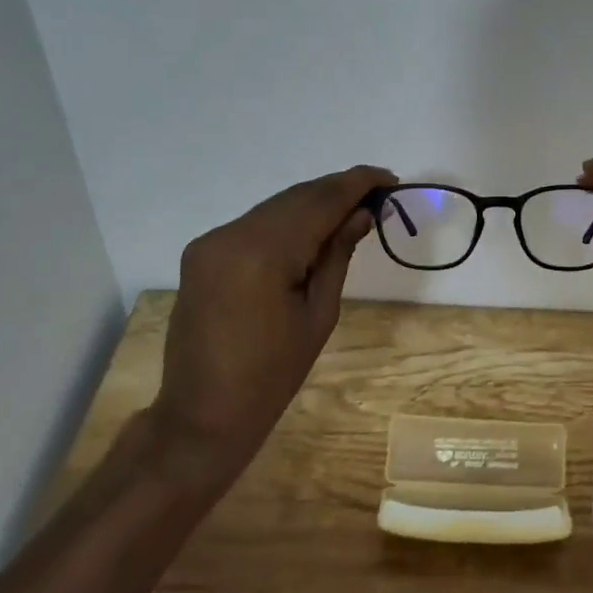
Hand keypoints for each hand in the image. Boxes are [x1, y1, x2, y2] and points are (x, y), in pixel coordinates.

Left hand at [151, 165, 396, 490]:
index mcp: (262, 253)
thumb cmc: (272, 375)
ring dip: (314, 204)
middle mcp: (231, 234)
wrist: (203, 414)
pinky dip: (288, 221)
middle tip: (378, 194)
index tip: (390, 178)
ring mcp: (211, 241)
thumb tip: (362, 214)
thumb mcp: (319, 315)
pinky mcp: (203, 252)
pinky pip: (255, 224)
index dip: (357, 184)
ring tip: (352, 210)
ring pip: (275, 208)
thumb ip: (337, 255)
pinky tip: (313, 229)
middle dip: (337, 191)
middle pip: (295, 198)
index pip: (319, 201)